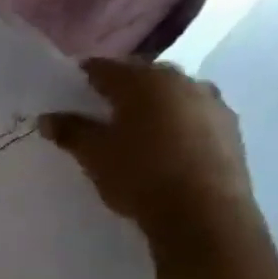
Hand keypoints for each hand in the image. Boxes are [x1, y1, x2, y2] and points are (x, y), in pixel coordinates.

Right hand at [41, 58, 253, 235]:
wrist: (203, 211)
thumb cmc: (139, 174)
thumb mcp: (94, 154)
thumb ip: (70, 131)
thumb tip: (48, 118)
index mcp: (144, 82)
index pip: (105, 67)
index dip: (84, 75)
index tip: (70, 89)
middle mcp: (181, 81)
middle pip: (142, 76)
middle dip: (121, 87)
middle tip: (99, 108)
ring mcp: (211, 102)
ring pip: (171, 93)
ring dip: (151, 103)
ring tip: (133, 127)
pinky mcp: (230, 126)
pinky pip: (192, 113)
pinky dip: (174, 120)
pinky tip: (164, 143)